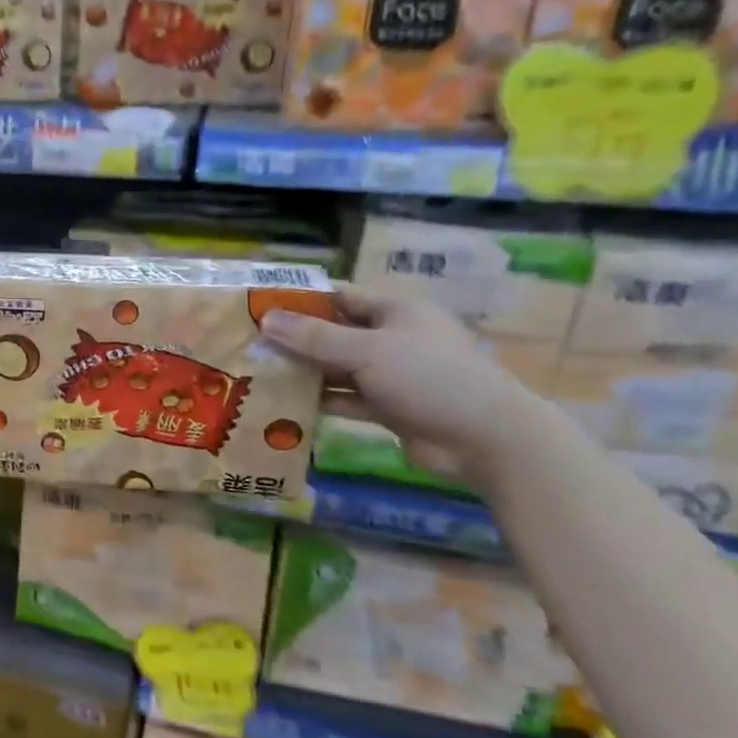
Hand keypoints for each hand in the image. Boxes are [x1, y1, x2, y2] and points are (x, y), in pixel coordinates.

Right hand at [261, 286, 540, 485]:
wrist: (485, 440)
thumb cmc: (429, 378)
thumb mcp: (367, 351)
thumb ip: (314, 337)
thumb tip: (265, 319)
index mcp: (396, 312)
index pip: (341, 297)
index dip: (302, 300)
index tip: (261, 306)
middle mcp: (393, 339)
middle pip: (336, 333)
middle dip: (297, 339)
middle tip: (251, 343)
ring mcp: (392, 375)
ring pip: (339, 368)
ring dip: (306, 372)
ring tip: (260, 373)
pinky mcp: (390, 408)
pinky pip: (347, 398)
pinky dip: (322, 401)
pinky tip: (286, 404)